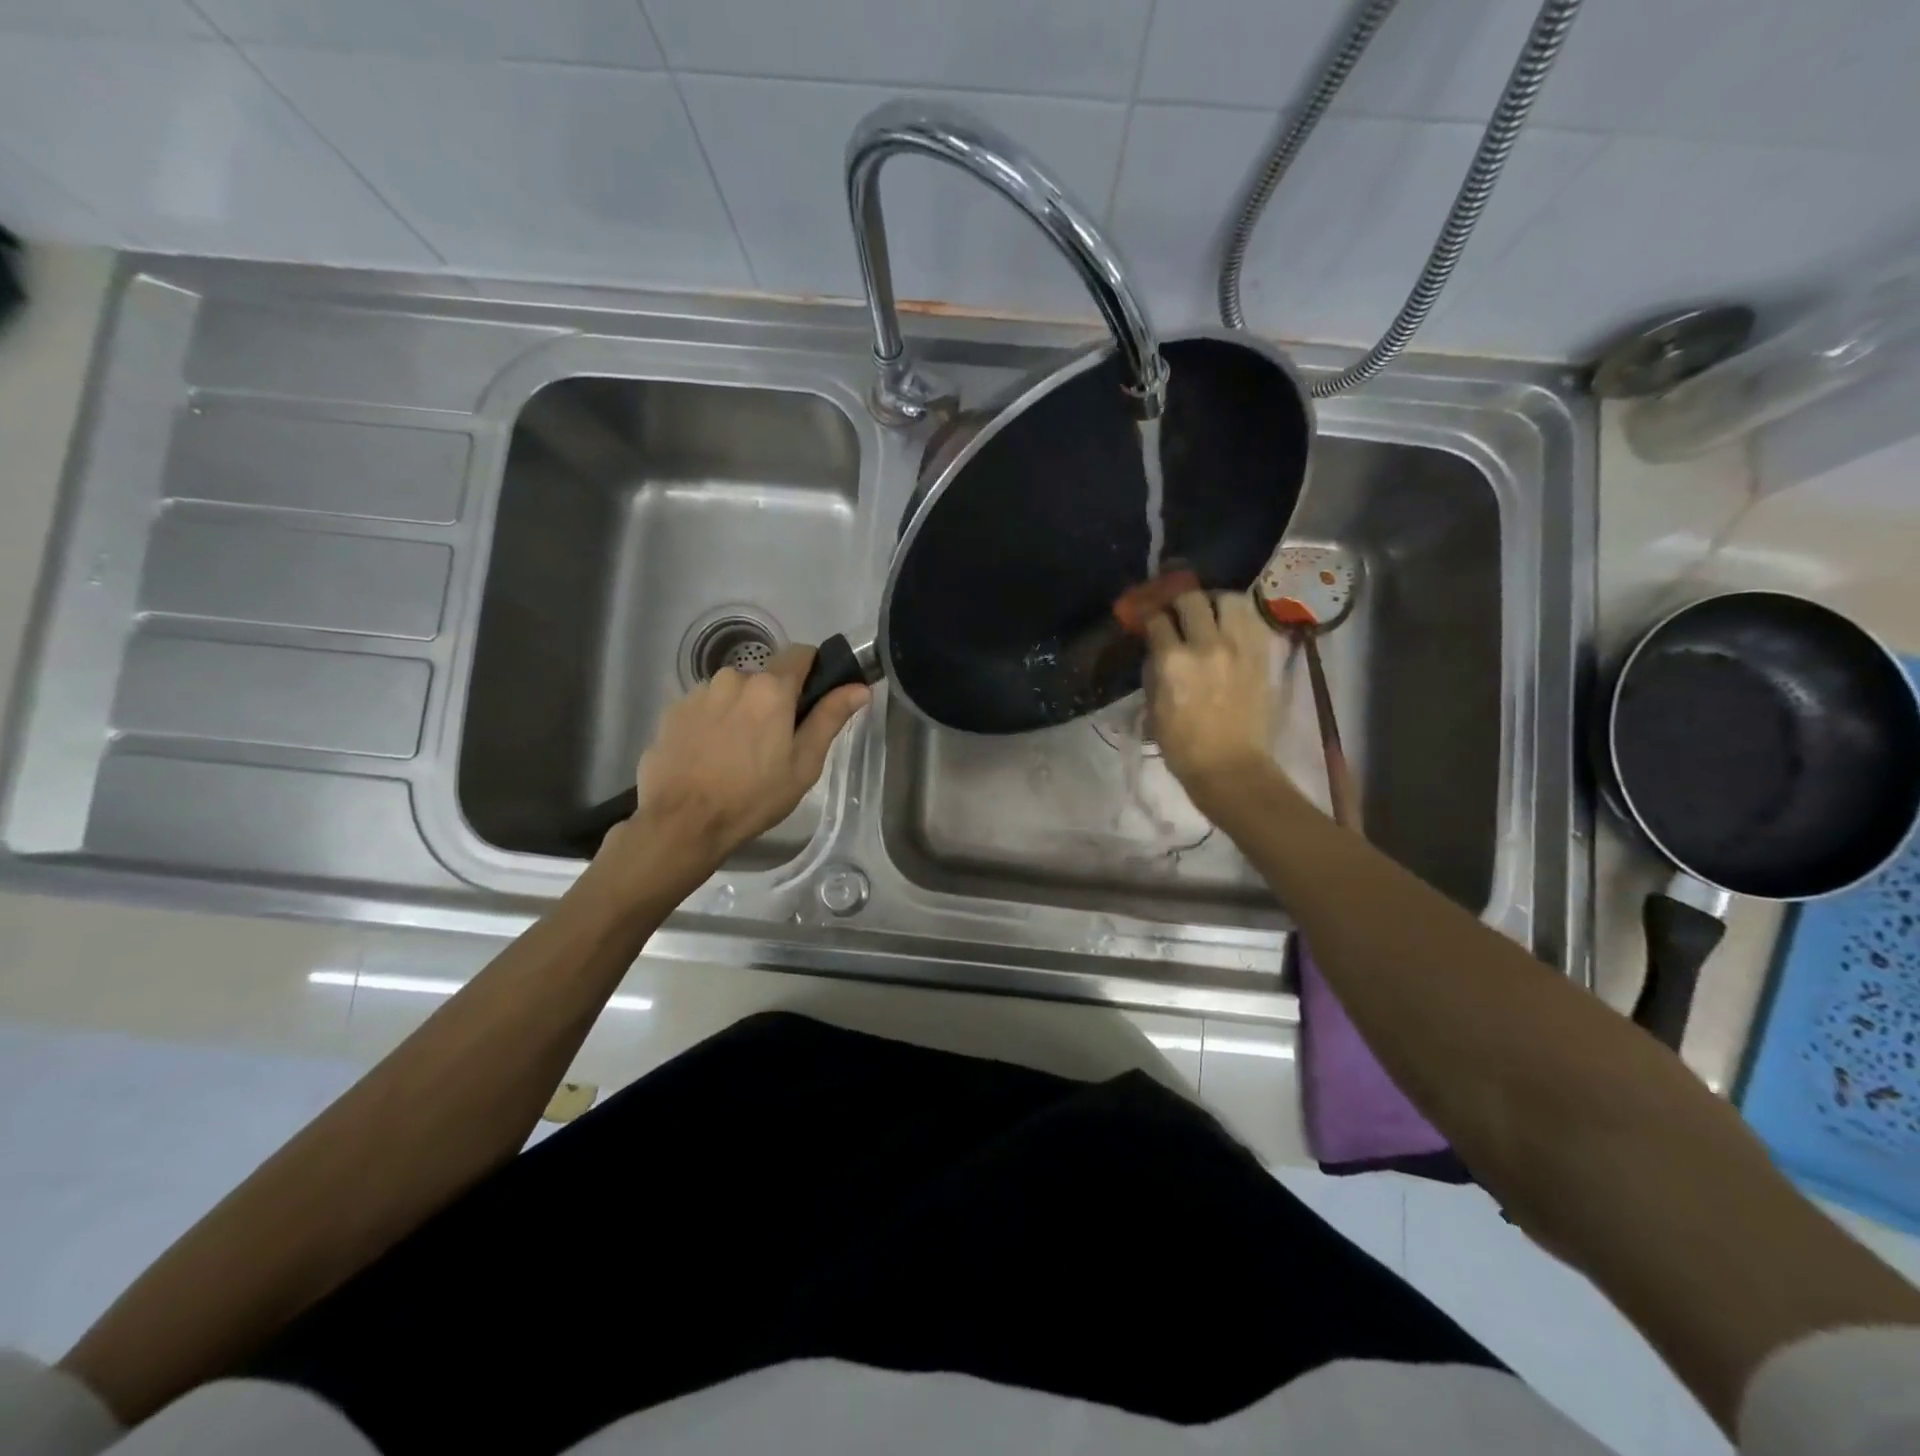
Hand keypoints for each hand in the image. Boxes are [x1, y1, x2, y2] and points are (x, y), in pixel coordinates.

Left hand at [611, 646, 868, 870]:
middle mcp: (733, 678)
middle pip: (765, 678)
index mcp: (771, 688)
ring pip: (733, 692)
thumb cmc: (753, 796)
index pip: (801, 654)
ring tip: (738, 754)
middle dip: (774, 701)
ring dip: (741, 711)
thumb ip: (830, 719)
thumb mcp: (804, 764)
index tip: (814, 700)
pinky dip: (713, 723)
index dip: (813, 671)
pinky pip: (705, 707)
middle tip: (775, 743)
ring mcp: (698, 693)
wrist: (682, 823)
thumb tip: (860, 688)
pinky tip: (710, 757)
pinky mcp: (672, 711)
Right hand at [1144, 590, 1279, 810]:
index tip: (1149, 622)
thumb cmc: (1183, 746)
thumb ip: (1154, 671)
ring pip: (1228, 599)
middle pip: (1191, 599)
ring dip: (1214, 602)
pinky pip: (1252, 619)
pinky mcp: (1262, 655)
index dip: (1150, 618)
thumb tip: (1158, 649)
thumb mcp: (1154, 708)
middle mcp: (1206, 645)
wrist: (1230, 766)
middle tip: (1178, 613)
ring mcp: (1239, 647)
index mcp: (1173, 661)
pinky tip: (1231, 628)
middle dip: (1179, 602)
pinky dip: (1239, 617)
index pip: (1157, 620)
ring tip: (1210, 613)